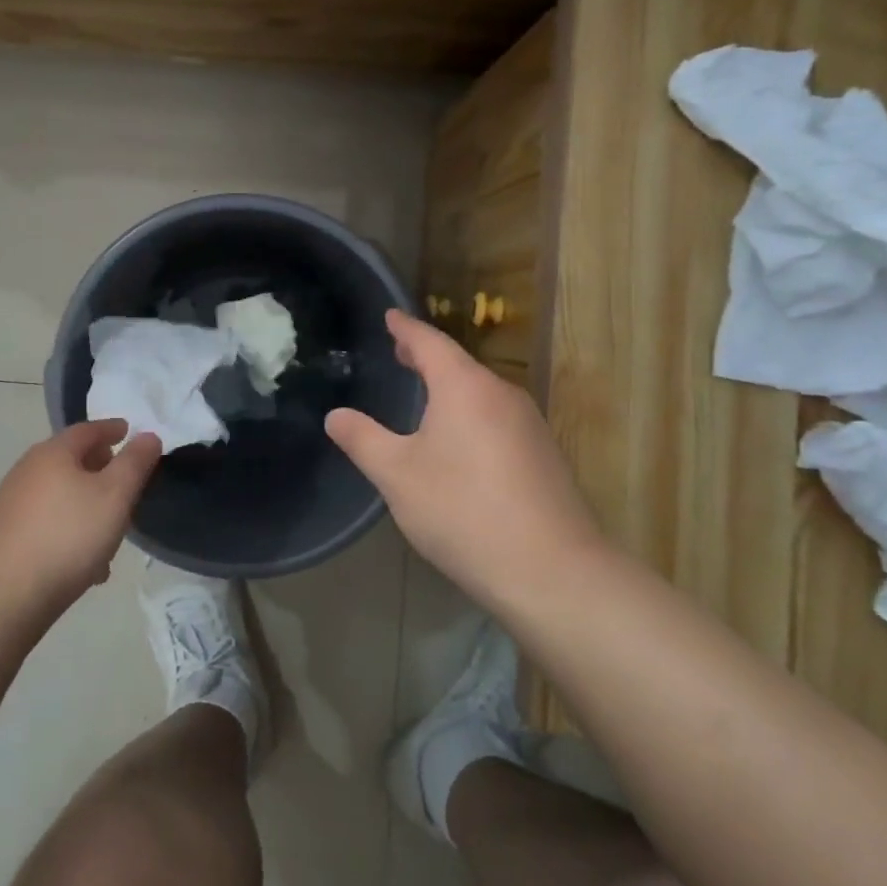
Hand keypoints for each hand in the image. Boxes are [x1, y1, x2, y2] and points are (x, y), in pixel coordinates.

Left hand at [0, 420, 162, 614]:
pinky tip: (85, 562)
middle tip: (125, 481)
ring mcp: (11, 503)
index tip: (129, 432)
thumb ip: (135, 462)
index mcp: (53, 453)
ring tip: (110, 530)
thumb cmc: (68, 536)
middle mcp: (27, 470)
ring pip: (60, 494)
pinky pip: (47, 522)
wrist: (4, 596)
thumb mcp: (115, 495)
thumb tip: (147, 436)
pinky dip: (69, 528)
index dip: (112, 429)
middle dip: (100, 468)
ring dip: (87, 504)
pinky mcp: (4, 535)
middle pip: (71, 460)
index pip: (87, 429)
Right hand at [325, 310, 598, 600]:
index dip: (405, 328)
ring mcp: (529, 424)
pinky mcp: (543, 455)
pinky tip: (459, 438)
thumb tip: (335, 416)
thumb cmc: (463, 510)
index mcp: (464, 387)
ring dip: (449, 386)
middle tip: (399, 352)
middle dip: (427, 356)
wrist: (551, 570)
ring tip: (424, 391)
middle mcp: (501, 394)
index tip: (390, 315)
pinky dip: (470, 412)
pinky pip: (496, 417)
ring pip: (480, 392)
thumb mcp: (398, 476)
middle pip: (458, 364)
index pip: (430, 342)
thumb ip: (363, 440)